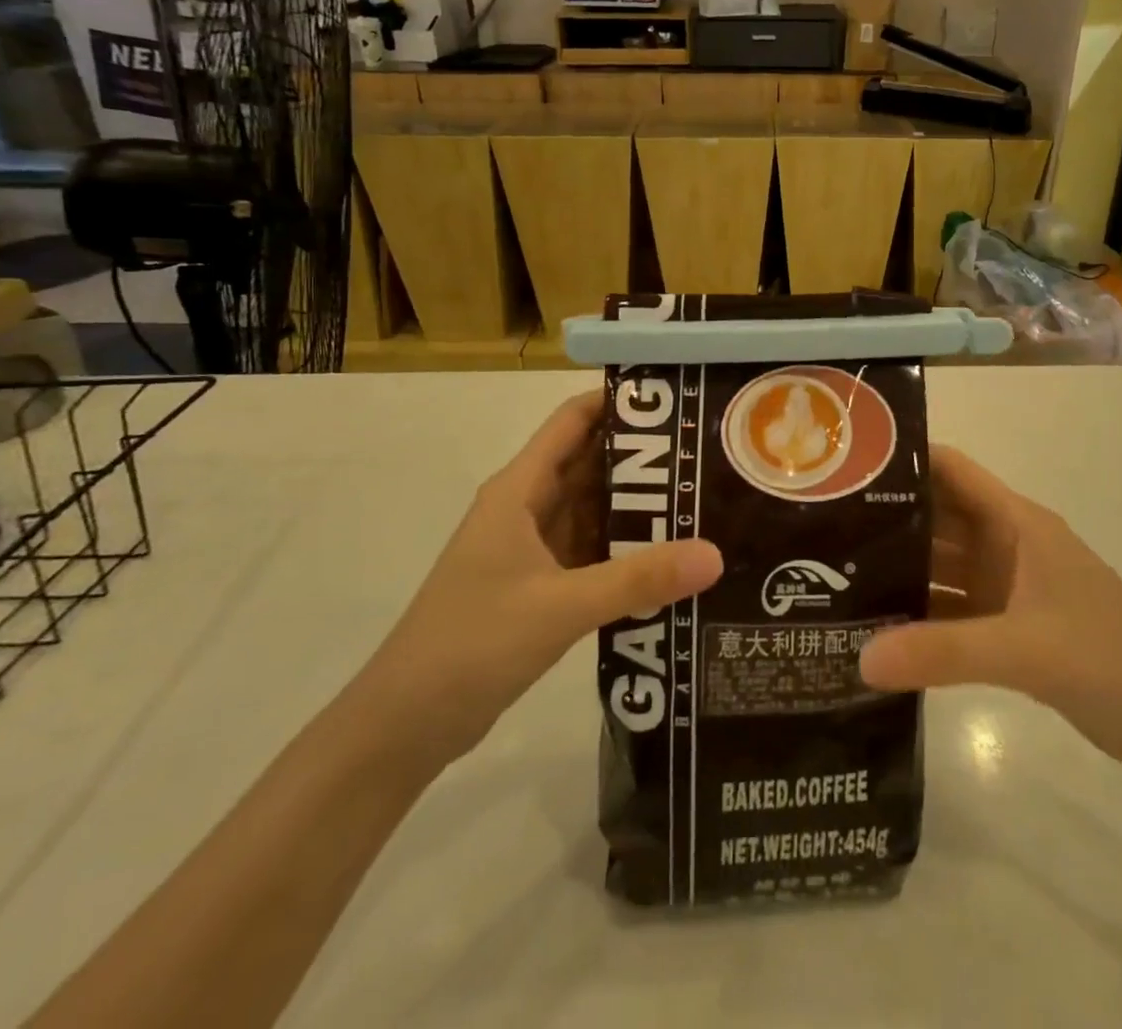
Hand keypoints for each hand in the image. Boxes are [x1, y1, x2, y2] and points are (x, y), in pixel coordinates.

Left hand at [354, 393, 721, 773]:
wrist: (405, 724)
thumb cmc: (472, 644)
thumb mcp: (561, 607)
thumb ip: (638, 578)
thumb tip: (716, 554)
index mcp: (519, 490)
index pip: (573, 420)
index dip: (619, 400)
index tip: (678, 398)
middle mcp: (526, 508)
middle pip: (590, 462)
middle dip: (644, 454)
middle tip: (707, 451)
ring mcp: (531, 548)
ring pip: (593, 508)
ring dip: (638, 503)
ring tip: (702, 495)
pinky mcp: (538, 585)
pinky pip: (591, 550)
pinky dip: (626, 547)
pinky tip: (670, 554)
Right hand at [861, 447, 1121, 774]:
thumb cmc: (1111, 659)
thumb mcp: (1025, 649)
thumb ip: (944, 652)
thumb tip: (861, 658)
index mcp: (1016, 522)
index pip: (951, 470)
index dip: (904, 459)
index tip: (845, 466)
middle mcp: (1006, 544)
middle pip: (937, 517)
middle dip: (886, 519)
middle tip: (819, 528)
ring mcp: (1007, 586)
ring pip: (941, 565)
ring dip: (899, 569)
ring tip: (832, 575)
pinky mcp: (1009, 626)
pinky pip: (952, 608)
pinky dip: (920, 614)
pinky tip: (876, 627)